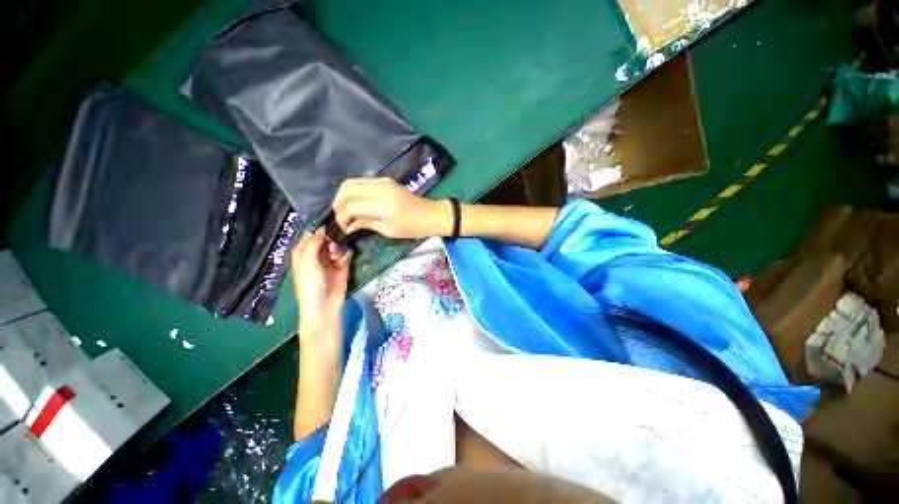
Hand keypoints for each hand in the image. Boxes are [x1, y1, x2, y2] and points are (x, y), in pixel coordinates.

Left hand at [291, 228, 351, 335]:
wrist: (324, 303)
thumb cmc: (310, 282)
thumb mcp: (307, 260)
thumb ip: (314, 242)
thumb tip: (322, 228)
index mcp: (303, 253)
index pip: (310, 235)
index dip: (318, 230)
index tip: (328, 224)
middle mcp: (316, 254)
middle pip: (326, 238)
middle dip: (330, 239)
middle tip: (331, 245)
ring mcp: (330, 260)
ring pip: (337, 245)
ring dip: (338, 247)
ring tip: (336, 256)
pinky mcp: (342, 266)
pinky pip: (346, 254)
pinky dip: (346, 255)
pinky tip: (343, 260)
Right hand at [333, 178, 450, 238]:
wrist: (431, 214)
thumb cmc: (413, 227)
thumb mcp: (389, 230)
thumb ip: (366, 224)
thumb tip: (348, 226)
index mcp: (382, 205)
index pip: (350, 206)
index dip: (342, 217)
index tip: (343, 228)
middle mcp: (380, 188)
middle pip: (346, 189)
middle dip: (338, 204)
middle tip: (340, 217)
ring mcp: (383, 181)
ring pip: (352, 182)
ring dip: (344, 196)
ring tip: (346, 211)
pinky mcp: (385, 180)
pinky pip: (362, 181)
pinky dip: (354, 191)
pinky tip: (356, 203)